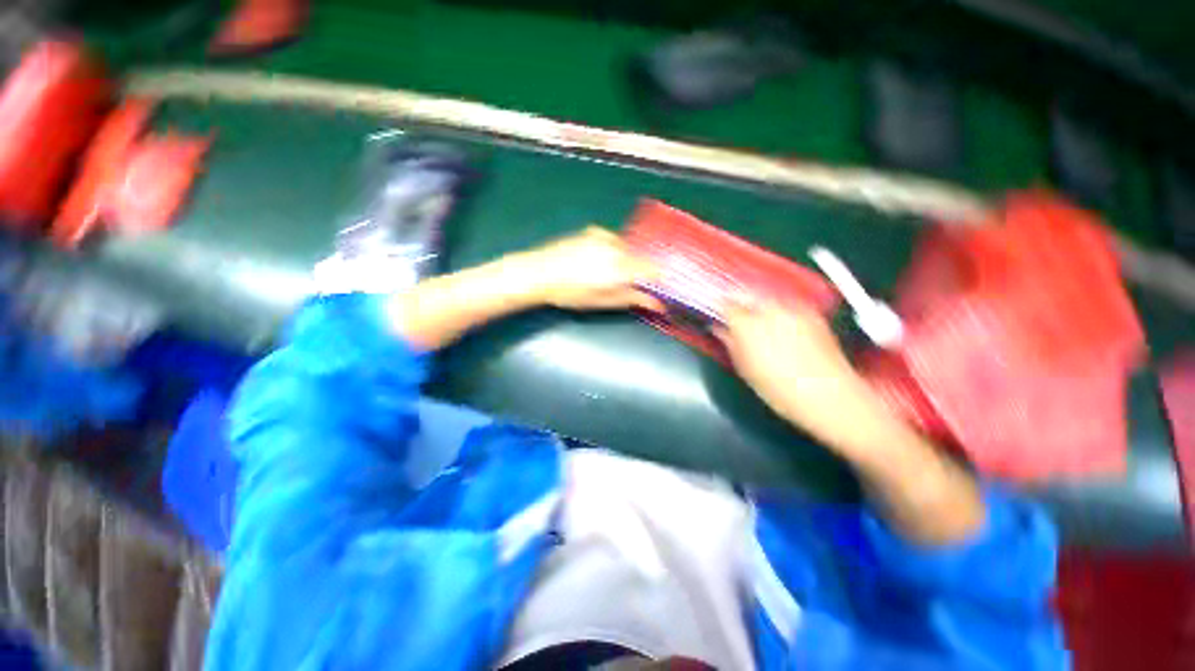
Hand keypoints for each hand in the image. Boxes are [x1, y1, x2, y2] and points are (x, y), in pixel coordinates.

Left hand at [519, 227, 660, 310]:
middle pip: (640, 258)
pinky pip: (612, 240)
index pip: (654, 270)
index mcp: (622, 268)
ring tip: (604, 273)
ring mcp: (605, 236)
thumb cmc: (572, 293)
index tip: (655, 287)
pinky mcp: (593, 230)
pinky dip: (612, 249)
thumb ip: (634, 299)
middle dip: (638, 271)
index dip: (658, 279)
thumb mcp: (604, 301)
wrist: (540, 273)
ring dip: (624, 260)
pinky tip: (596, 260)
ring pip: (627, 248)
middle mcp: (618, 248)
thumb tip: (658, 304)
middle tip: (624, 284)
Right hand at [715, 301, 901, 453]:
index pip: (725, 304)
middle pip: (746, 296)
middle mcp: (770, 309)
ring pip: (766, 298)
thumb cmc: (780, 390)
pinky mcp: (811, 313)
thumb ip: (729, 343)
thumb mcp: (746, 370)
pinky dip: (777, 311)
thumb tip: (719, 329)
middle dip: (737, 304)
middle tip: (734, 319)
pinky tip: (780, 328)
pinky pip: (786, 305)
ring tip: (757, 324)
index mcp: (748, 325)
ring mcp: (793, 308)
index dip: (718, 308)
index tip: (715, 315)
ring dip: (757, 306)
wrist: (832, 397)